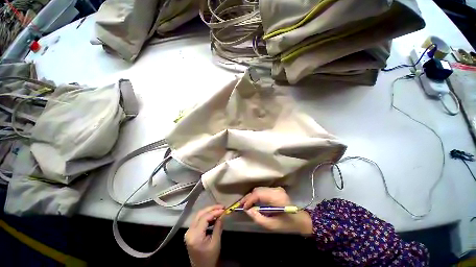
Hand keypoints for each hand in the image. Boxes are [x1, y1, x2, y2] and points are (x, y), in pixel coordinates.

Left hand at [185, 205, 224, 266]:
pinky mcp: (191, 232)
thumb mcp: (216, 242)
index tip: (224, 209)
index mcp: (195, 235)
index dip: (215, 212)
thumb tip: (222, 214)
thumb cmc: (209, 257)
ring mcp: (189, 231)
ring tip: (219, 210)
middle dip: (211, 208)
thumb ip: (218, 227)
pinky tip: (214, 216)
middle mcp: (190, 231)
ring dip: (209, 211)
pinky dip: (206, 216)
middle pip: (200, 214)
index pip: (205, 217)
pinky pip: (198, 220)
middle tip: (221, 206)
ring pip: (199, 215)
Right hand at [240, 187, 312, 235]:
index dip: (249, 199)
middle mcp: (276, 190)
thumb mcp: (272, 225)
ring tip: (245, 203)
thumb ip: (258, 217)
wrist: (300, 220)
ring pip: (259, 189)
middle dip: (248, 197)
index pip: (259, 194)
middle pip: (258, 190)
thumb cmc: (287, 224)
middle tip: (241, 205)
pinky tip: (253, 201)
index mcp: (277, 197)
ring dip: (251, 195)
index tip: (243, 207)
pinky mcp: (275, 189)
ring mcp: (276, 188)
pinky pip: (263, 190)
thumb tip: (247, 210)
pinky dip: (256, 195)